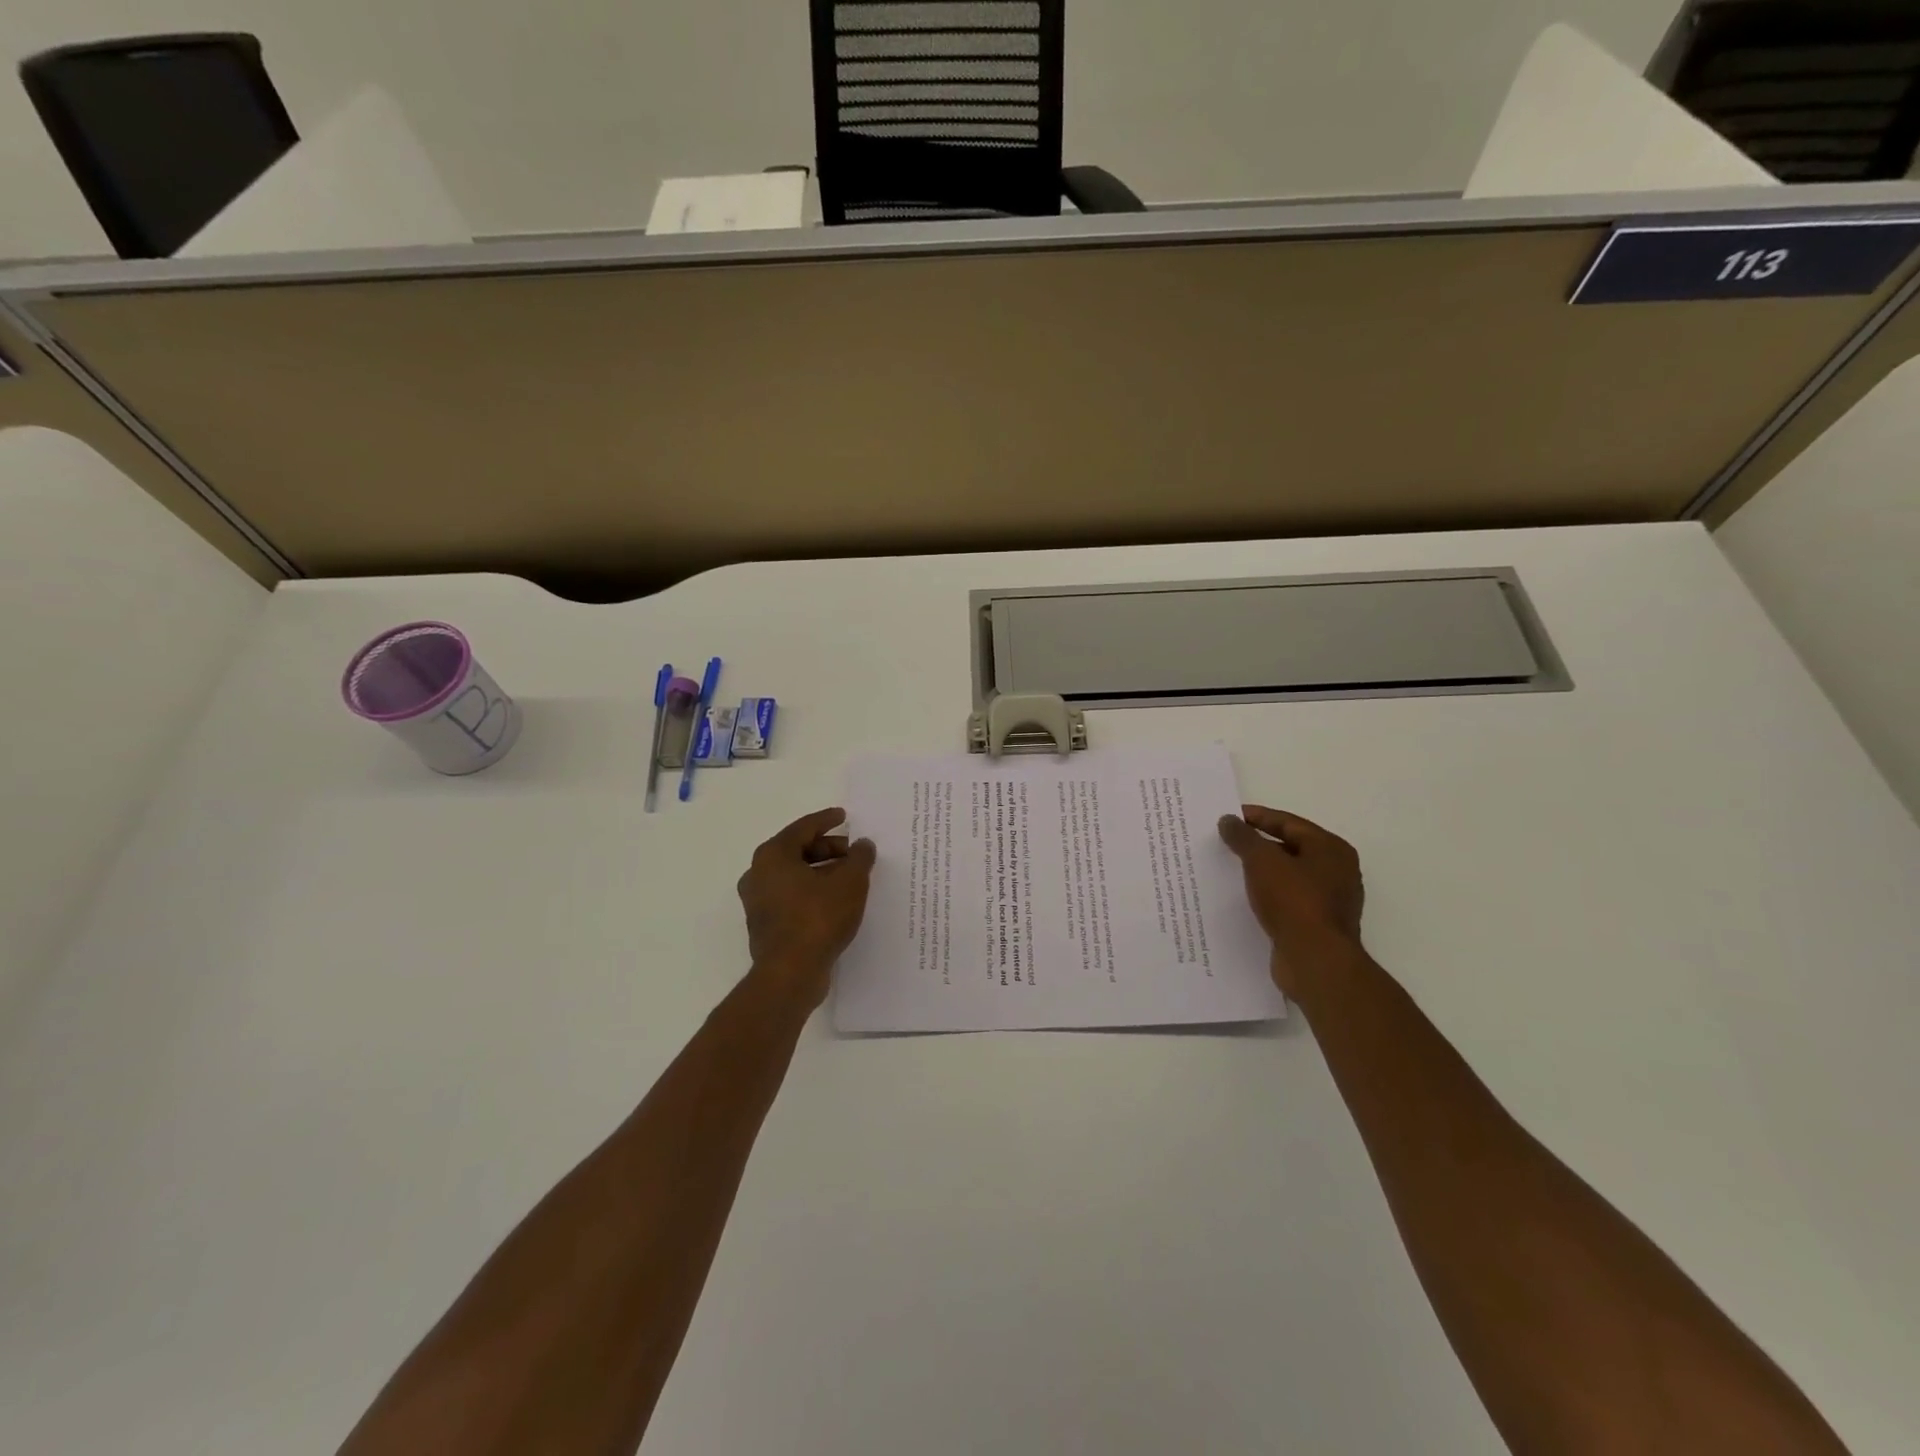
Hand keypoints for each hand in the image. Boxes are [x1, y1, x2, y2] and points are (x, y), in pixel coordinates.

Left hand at [738, 808, 876, 1006]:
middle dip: (828, 849)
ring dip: (822, 872)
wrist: (790, 973)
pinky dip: (812, 892)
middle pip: (797, 851)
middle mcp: (758, 874)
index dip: (827, 820)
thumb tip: (863, 845)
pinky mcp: (765, 925)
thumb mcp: (850, 882)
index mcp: (773, 855)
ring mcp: (758, 902)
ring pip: (794, 876)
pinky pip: (791, 897)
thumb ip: (859, 858)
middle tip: (854, 853)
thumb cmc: (818, 918)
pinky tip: (836, 901)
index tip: (845, 816)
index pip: (803, 827)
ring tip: (850, 877)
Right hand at [1217, 806, 1364, 994]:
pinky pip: (1286, 901)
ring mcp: (1329, 901)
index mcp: (1331, 849)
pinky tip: (1243, 898)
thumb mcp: (1262, 861)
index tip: (1228, 817)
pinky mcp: (1317, 925)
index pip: (1289, 823)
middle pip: (1290, 848)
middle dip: (1257, 845)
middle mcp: (1336, 871)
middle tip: (1226, 841)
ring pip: (1287, 876)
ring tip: (1228, 868)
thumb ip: (1243, 837)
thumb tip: (1229, 820)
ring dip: (1260, 872)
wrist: (1315, 961)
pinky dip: (1266, 895)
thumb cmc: (1293, 902)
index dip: (1257, 817)